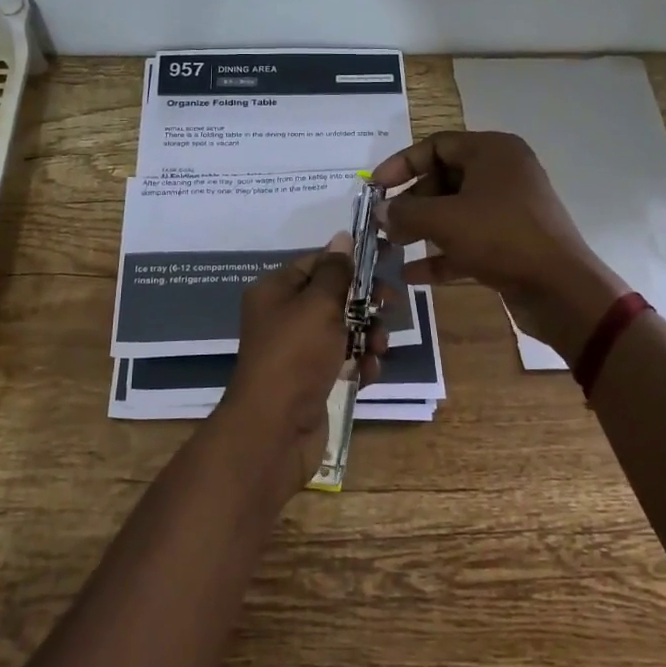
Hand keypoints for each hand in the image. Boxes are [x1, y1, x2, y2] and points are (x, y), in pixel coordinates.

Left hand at [217, 232, 385, 500]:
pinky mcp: (312, 381)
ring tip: (380, 347)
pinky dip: (359, 364)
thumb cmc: (295, 355)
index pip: (316, 263)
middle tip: (391, 304)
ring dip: (368, 335)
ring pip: (343, 330)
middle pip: (333, 297)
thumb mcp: (318, 304)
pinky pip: (343, 362)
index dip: (350, 260)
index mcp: (275, 291)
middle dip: (365, 301)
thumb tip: (342, 237)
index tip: (386, 259)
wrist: (275, 429)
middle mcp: (284, 317)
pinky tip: (369, 372)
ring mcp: (298, 352)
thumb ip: (336, 272)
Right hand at [370, 131, 626, 365]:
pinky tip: (412, 276)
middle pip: (444, 179)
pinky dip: (442, 254)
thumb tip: (379, 212)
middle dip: (411, 203)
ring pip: (455, 212)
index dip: (401, 164)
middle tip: (384, 224)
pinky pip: (469, 240)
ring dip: (422, 229)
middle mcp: (503, 173)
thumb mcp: (444, 220)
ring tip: (392, 248)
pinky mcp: (512, 242)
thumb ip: (405, 212)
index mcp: (492, 152)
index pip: (436, 145)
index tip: (375, 188)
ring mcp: (509, 209)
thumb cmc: (500, 237)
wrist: (561, 289)